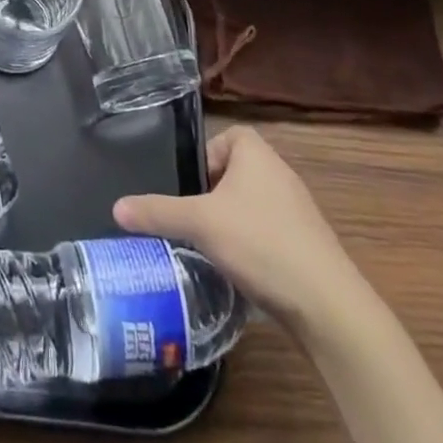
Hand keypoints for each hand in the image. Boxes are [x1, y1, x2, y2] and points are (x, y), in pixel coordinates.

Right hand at [113, 126, 363, 330]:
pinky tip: (239, 270)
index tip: (190, 188)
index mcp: (257, 153)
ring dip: (231, 222)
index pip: (226, 137)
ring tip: (210, 247)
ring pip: (252, 205)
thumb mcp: (200, 224)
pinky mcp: (307, 245)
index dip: (205, 158)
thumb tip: (116, 207)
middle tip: (192, 219)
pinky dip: (252, 246)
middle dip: (213, 195)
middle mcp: (280, 173)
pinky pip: (269, 232)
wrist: (327, 304)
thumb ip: (157, 212)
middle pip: (236, 172)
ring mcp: (298, 210)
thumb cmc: (260, 243)